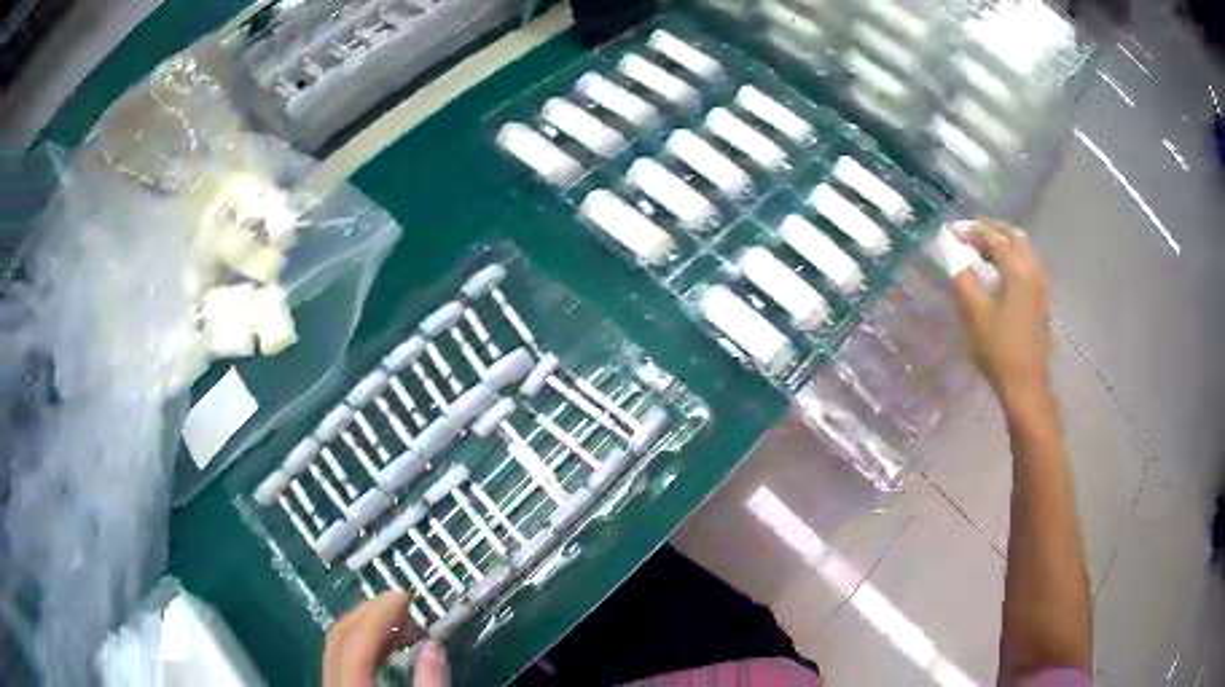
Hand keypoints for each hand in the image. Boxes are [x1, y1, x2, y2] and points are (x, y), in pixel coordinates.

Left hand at [322, 591, 446, 686]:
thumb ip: (430, 681)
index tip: (403, 596)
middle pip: (341, 636)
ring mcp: (330, 680)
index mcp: (352, 686)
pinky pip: (341, 654)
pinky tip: (387, 640)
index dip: (379, 615)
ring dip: (366, 624)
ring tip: (398, 618)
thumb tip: (434, 644)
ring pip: (337, 642)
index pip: (358, 642)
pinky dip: (362, 641)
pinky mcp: (336, 682)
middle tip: (399, 600)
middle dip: (369, 612)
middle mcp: (332, 680)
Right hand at [951, 218, 1052, 404]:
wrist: (1026, 385)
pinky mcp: (1041, 300)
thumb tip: (954, 257)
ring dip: (1003, 243)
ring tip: (982, 250)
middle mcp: (1033, 270)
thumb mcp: (975, 314)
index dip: (971, 230)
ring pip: (1023, 249)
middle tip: (970, 232)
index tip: (951, 231)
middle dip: (991, 229)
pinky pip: (1027, 265)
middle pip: (1014, 235)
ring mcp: (1040, 285)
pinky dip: (1011, 258)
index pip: (993, 237)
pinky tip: (998, 272)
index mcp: (1018, 269)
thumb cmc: (1000, 350)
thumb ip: (964, 280)